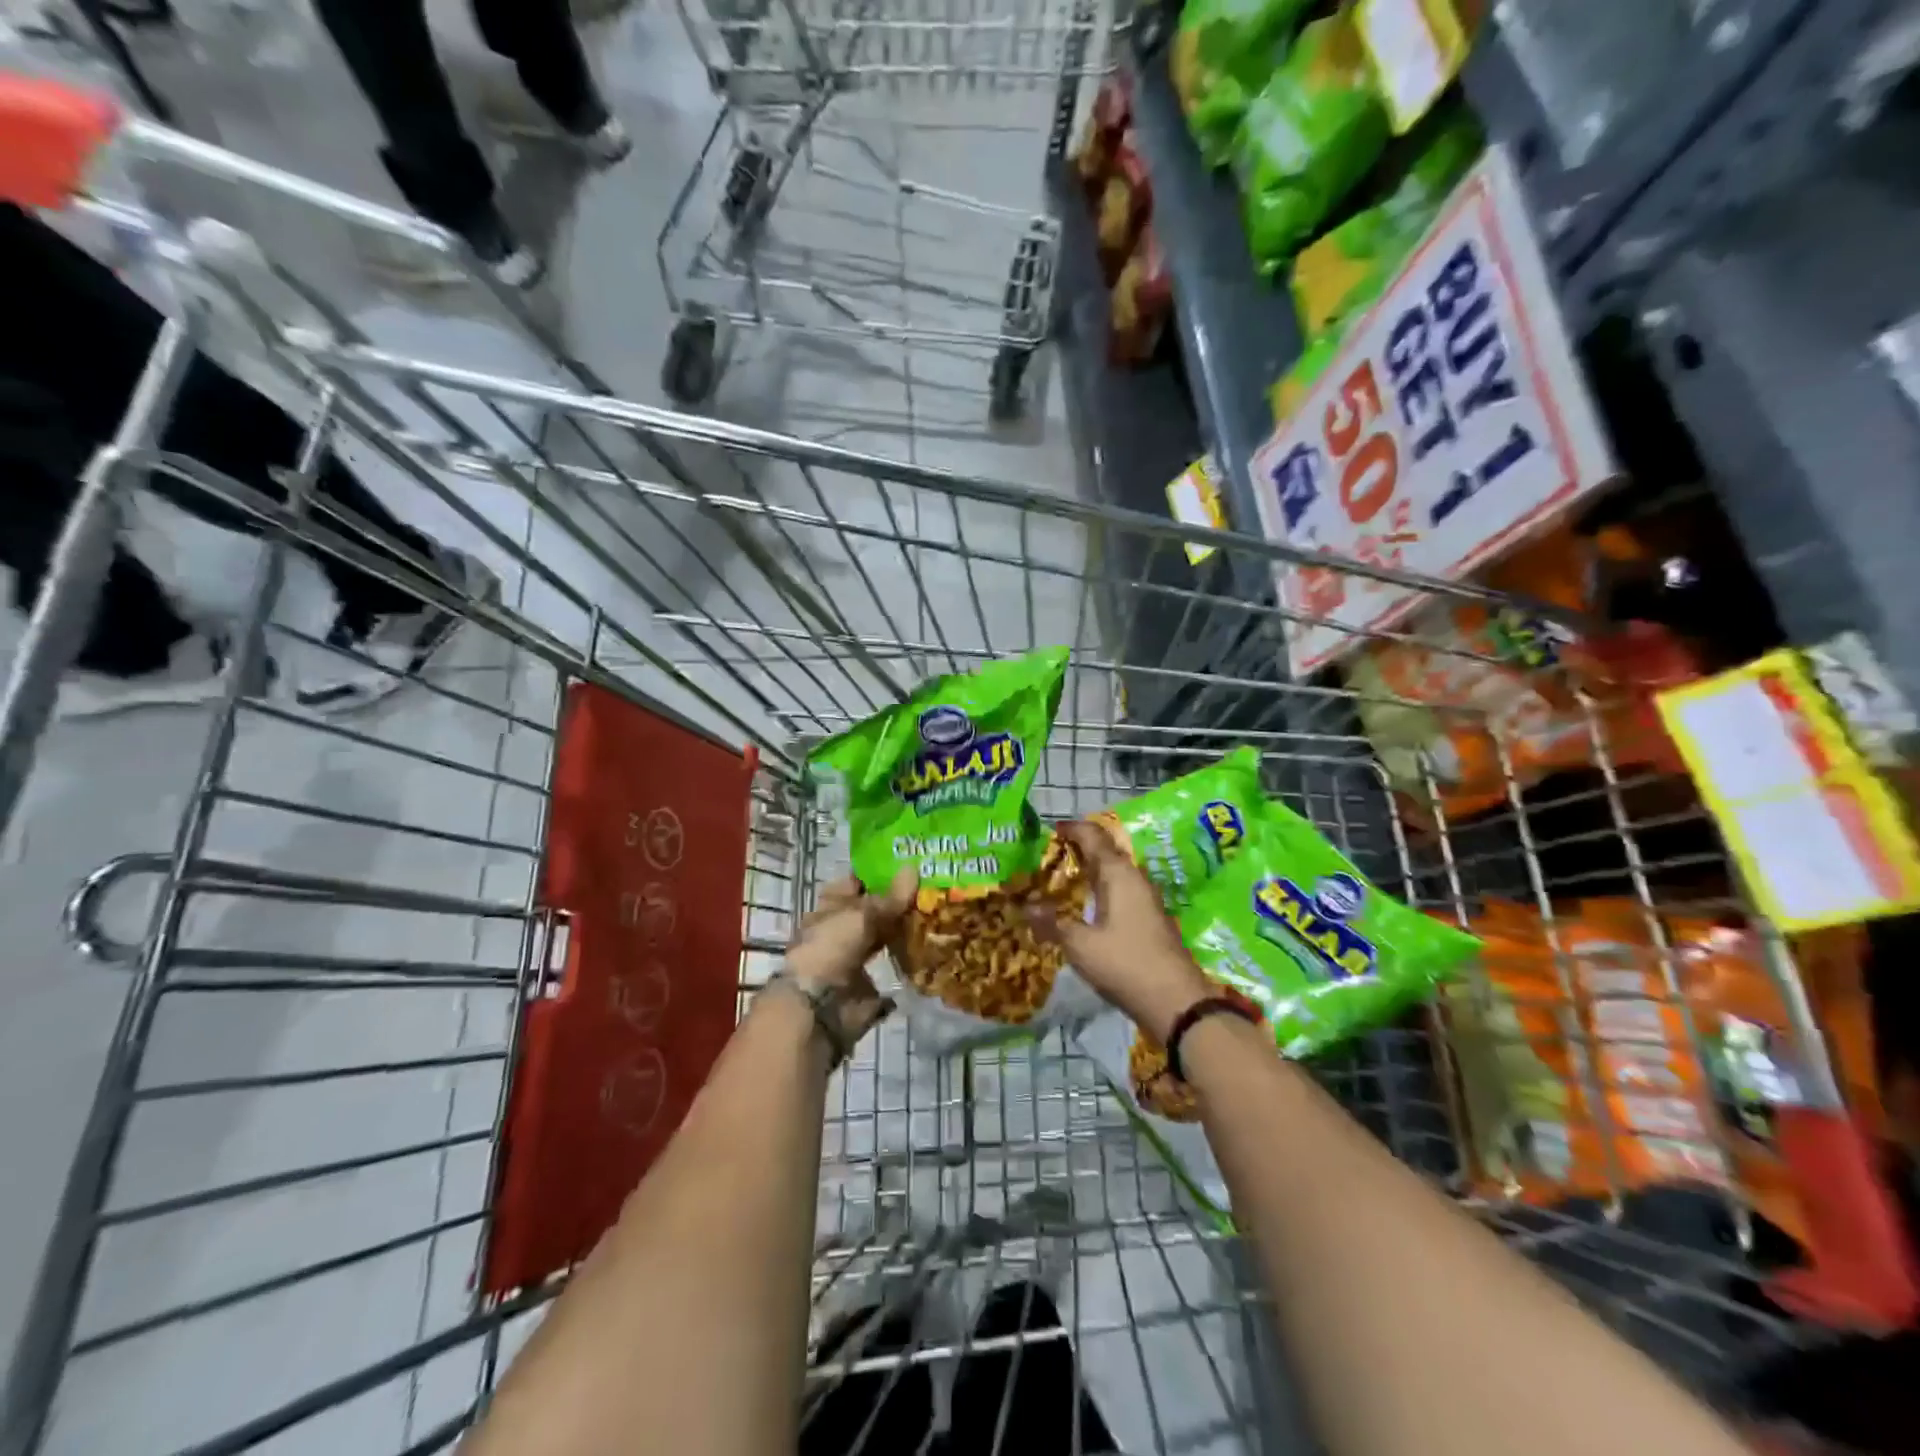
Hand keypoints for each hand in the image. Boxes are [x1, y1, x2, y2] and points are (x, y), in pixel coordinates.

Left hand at [784, 869, 917, 1041]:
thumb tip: (914, 868)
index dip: (878, 872)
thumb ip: (890, 897)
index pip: (855, 882)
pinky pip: (893, 967)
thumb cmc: (830, 948)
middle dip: (899, 901)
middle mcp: (841, 929)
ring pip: (884, 937)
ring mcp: (855, 957)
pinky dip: (910, 962)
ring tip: (938, 915)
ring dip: (906, 930)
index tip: (910, 863)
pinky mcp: (869, 985)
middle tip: (934, 887)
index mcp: (830, 907)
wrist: (819, 1009)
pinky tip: (934, 949)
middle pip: (873, 910)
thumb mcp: (861, 915)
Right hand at [1027, 821, 1212, 1043]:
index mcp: (1119, 874)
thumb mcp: (1080, 945)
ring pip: (1113, 874)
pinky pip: (1120, 893)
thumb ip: (1053, 923)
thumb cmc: (1126, 963)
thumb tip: (1026, 907)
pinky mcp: (1148, 920)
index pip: (1093, 836)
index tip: (1049, 830)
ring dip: (1089, 873)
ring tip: (1059, 881)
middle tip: (1046, 857)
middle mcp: (1134, 879)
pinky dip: (1099, 892)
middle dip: (1077, 851)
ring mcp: (1145, 900)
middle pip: (1104, 852)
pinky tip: (1083, 908)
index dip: (1071, 829)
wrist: (1176, 1002)